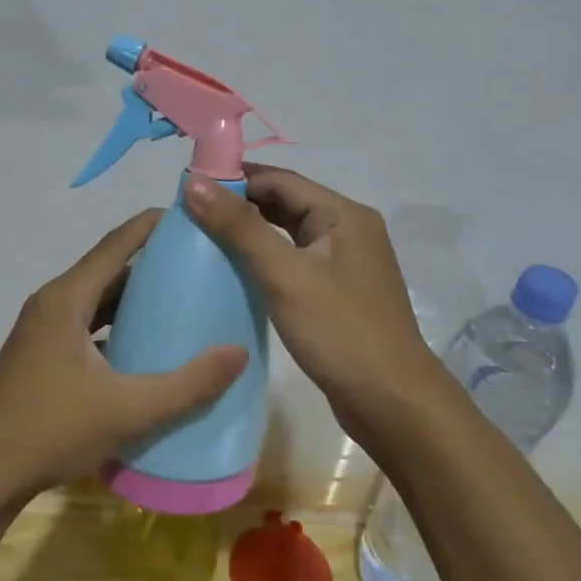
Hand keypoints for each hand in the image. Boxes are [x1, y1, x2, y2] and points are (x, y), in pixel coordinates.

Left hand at [0, 209, 249, 515]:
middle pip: (108, 269)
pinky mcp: (40, 355)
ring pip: (96, 299)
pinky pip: (86, 324)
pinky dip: (116, 324)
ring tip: (181, 300)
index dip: (152, 225)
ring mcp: (42, 330)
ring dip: (134, 297)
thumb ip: (187, 385)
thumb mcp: (128, 410)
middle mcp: (51, 304)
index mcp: (66, 299)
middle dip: (152, 262)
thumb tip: (238, 353)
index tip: (192, 215)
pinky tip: (145, 346)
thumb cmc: (51, 432)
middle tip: (199, 264)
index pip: (116, 244)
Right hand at [183, 167, 442, 441]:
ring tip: (204, 240)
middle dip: (240, 205)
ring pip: (289, 234)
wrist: (391, 401)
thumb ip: (239, 227)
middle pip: (286, 203)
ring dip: (251, 233)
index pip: (280, 180)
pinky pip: (295, 262)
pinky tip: (236, 273)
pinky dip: (265, 260)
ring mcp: (345, 263)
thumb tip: (195, 182)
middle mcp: (348, 230)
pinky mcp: (338, 292)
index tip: (189, 189)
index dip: (234, 179)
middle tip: (190, 216)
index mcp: (343, 215)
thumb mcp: (284, 275)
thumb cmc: (339, 331)